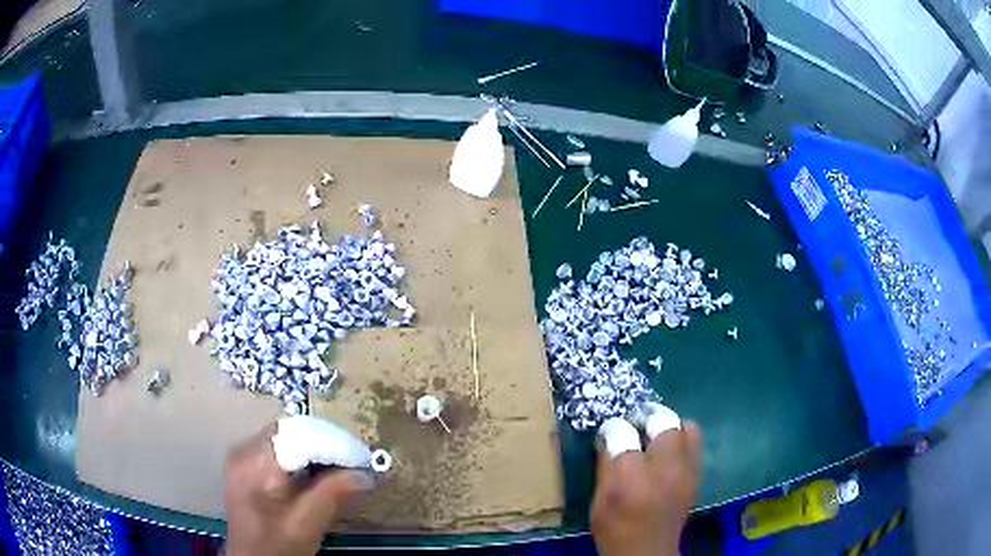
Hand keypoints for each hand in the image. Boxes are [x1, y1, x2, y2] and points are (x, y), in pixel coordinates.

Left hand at [225, 424, 375, 555]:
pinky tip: (320, 481)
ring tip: (344, 474)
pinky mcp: (250, 469)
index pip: (300, 435)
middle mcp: (246, 451)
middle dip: (328, 447)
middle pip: (293, 434)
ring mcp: (246, 459)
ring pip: (290, 442)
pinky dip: (306, 463)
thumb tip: (366, 474)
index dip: (334, 444)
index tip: (363, 462)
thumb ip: (333, 497)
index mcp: (255, 462)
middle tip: (356, 468)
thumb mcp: (305, 526)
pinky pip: (283, 454)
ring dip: (319, 455)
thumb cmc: (275, 548)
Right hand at [590, 422, 701, 555]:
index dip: (613, 428)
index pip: (622, 431)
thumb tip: (608, 435)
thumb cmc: (616, 528)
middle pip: (663, 421)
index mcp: (631, 476)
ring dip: (670, 427)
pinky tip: (668, 455)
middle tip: (635, 427)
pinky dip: (682, 441)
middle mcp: (665, 468)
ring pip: (687, 428)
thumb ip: (605, 465)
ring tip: (655, 438)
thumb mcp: (599, 499)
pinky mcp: (697, 476)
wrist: (647, 552)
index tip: (609, 432)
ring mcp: (687, 471)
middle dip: (647, 419)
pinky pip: (695, 444)